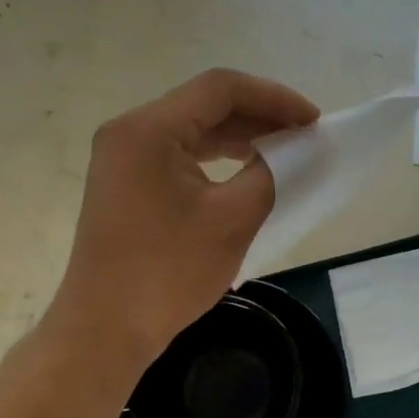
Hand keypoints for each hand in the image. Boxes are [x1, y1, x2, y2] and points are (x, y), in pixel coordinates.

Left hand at [49, 69, 318, 368]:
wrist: (106, 329)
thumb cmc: (168, 272)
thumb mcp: (233, 218)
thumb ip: (271, 172)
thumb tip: (297, 151)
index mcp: (149, 129)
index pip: (220, 88)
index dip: (274, 97)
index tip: (313, 121)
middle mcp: (129, 131)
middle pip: (204, 105)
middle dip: (259, 116)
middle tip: (305, 136)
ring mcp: (122, 158)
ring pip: (192, 130)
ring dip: (239, 136)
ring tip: (284, 150)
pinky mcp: (125, 183)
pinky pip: (178, 155)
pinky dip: (215, 158)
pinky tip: (246, 169)